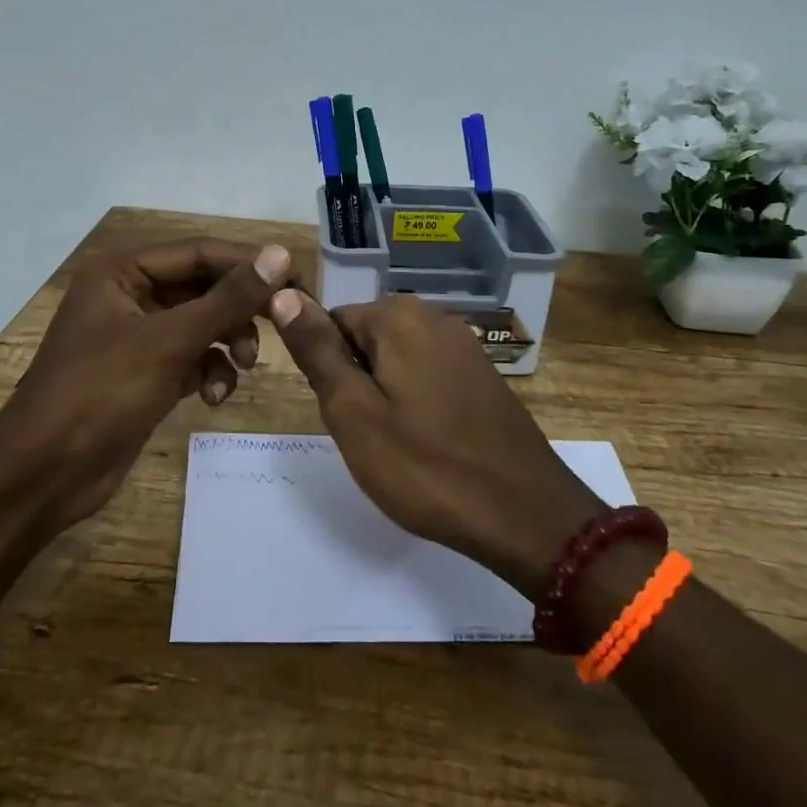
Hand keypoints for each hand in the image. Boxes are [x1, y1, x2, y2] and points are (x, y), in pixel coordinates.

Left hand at [0, 238, 292, 532]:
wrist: (45, 476)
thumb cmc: (100, 394)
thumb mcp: (168, 342)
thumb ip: (227, 299)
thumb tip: (279, 255)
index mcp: (123, 270)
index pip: (199, 251)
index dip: (248, 262)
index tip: (297, 277)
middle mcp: (131, 293)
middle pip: (204, 286)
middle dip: (240, 308)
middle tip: (283, 322)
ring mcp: (138, 335)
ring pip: (203, 323)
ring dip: (229, 341)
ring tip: (245, 365)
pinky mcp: (147, 372)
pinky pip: (193, 356)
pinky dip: (211, 371)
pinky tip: (214, 396)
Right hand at [268, 290, 606, 595]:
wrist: (526, 515)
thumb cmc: (426, 466)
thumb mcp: (353, 412)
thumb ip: (317, 350)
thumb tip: (280, 291)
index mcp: (398, 316)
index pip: (332, 322)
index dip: (327, 371)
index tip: (342, 415)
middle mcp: (434, 316)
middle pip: (366, 339)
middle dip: (356, 383)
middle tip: (367, 435)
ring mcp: (464, 345)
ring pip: (396, 362)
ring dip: (385, 397)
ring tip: (397, 445)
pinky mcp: (482, 375)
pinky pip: (428, 377)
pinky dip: (417, 405)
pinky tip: (428, 446)